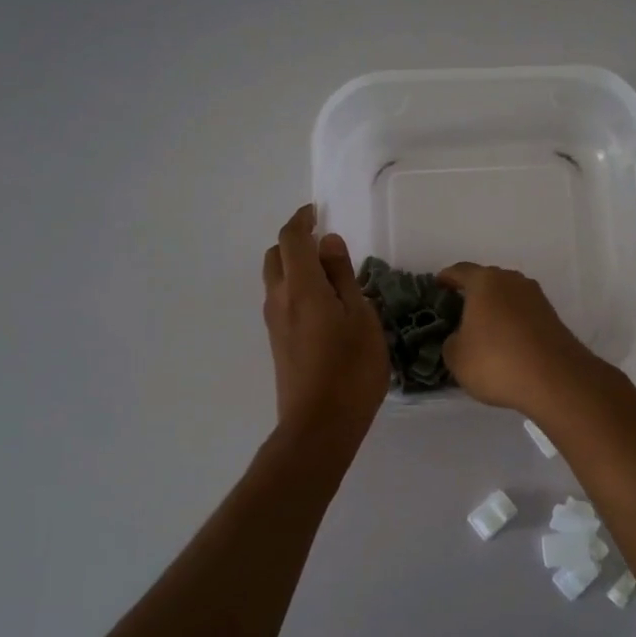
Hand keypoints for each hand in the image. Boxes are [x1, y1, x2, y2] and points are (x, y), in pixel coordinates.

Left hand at [262, 206, 389, 437]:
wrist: (320, 425)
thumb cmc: (351, 368)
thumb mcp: (361, 317)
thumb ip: (344, 277)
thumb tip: (329, 243)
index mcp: (301, 287)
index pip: (291, 239)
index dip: (302, 220)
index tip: (317, 212)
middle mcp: (279, 299)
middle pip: (275, 256)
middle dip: (295, 242)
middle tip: (325, 244)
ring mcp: (274, 323)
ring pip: (275, 279)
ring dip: (295, 266)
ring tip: (331, 276)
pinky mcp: (277, 342)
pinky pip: (281, 300)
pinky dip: (296, 288)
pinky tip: (324, 305)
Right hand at [436, 262, 599, 412]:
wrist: (556, 379)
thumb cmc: (497, 362)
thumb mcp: (457, 357)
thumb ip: (452, 341)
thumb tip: (462, 337)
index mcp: (485, 282)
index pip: (460, 271)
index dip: (447, 278)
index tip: (438, 285)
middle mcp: (512, 281)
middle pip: (487, 280)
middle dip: (473, 292)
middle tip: (458, 309)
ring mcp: (536, 297)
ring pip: (508, 296)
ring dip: (495, 307)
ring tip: (483, 327)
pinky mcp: (552, 316)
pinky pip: (523, 312)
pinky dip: (512, 321)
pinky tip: (506, 341)